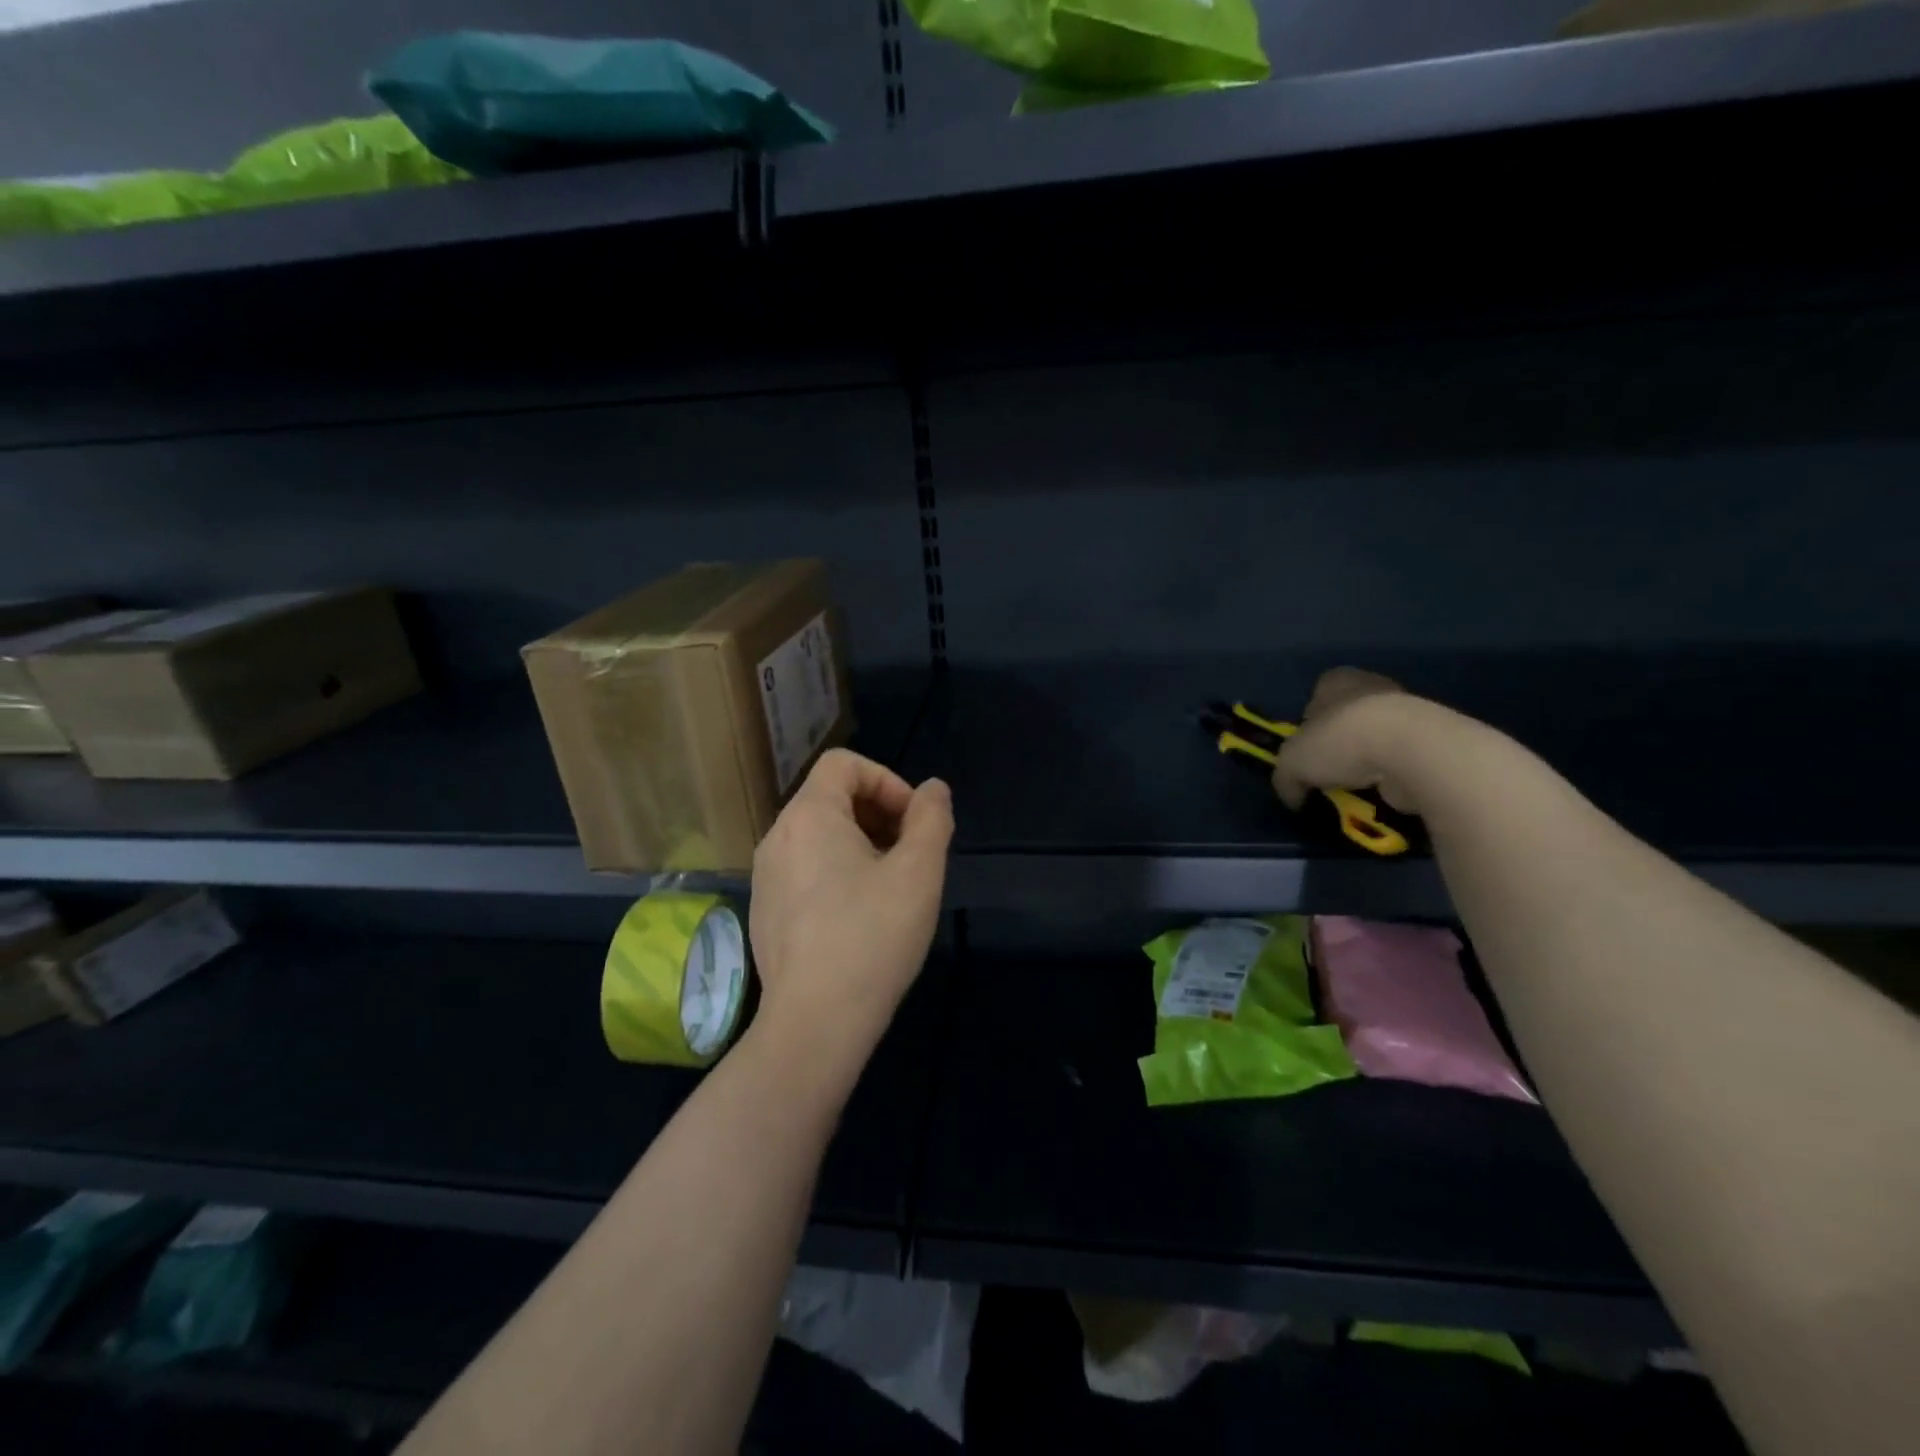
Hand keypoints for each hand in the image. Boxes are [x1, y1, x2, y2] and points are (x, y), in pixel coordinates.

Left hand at [749, 749, 953, 1053]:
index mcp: (808, 816)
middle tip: (909, 854)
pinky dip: (835, 873)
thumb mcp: (919, 872)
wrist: (815, 1023)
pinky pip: (803, 870)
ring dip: (860, 844)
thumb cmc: (872, 937)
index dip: (887, 781)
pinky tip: (859, 918)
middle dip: (877, 814)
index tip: (913, 823)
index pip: (844, 763)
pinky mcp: (764, 912)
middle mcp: (777, 837)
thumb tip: (933, 790)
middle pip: (830, 797)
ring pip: (818, 836)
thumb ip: (931, 819)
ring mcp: (764, 877)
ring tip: (889, 887)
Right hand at [1270, 667, 1429, 816]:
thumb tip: (1293, 796)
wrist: (1409, 750)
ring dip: (1366, 761)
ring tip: (1354, 788)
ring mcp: (1407, 711)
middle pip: (1347, 717)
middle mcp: (1372, 687)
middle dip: (1338, 744)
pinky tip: (1381, 792)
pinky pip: (1400, 759)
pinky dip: (1390, 775)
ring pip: (1375, 738)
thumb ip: (1285, 778)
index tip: (1305, 749)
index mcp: (1336, 681)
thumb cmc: (1339, 740)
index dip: (1308, 723)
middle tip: (1327, 772)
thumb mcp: (1290, 763)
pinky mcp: (1430, 740)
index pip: (1317, 696)